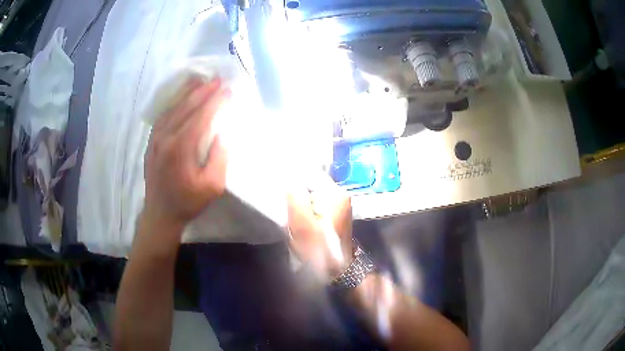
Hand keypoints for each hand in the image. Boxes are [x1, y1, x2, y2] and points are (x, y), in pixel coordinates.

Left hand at [143, 78, 229, 232]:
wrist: (160, 213)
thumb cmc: (188, 202)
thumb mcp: (212, 186)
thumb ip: (219, 158)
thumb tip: (222, 134)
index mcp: (181, 147)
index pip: (201, 115)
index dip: (215, 101)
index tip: (227, 90)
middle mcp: (166, 137)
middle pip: (186, 107)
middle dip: (203, 91)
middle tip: (217, 80)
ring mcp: (156, 138)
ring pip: (172, 108)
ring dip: (187, 93)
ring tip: (200, 82)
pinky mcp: (151, 142)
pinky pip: (163, 116)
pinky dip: (174, 104)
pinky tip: (181, 99)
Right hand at [287, 174, 352, 278]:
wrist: (335, 270)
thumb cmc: (318, 248)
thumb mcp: (302, 223)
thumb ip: (295, 197)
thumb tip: (289, 178)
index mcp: (336, 194)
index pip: (310, 174)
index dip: (293, 179)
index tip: (280, 187)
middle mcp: (341, 196)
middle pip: (312, 184)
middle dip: (296, 192)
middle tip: (283, 201)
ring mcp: (339, 206)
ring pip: (313, 195)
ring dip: (300, 201)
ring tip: (289, 210)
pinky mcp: (335, 216)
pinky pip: (316, 204)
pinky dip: (306, 209)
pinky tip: (299, 217)